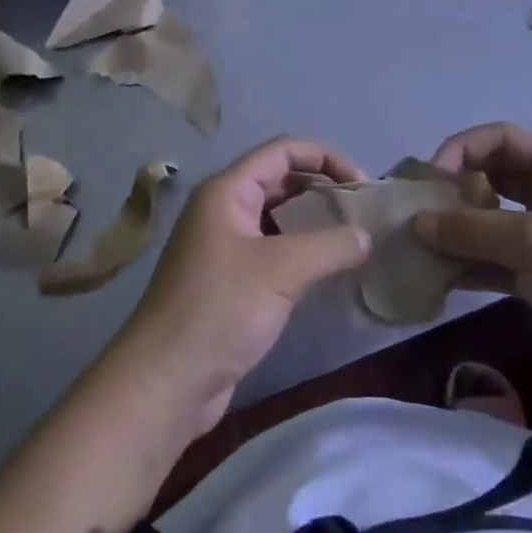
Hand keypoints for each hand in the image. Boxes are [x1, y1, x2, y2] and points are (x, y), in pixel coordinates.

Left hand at [112, 138, 371, 438]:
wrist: (165, 382)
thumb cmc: (219, 310)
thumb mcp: (281, 270)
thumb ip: (330, 246)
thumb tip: (366, 236)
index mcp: (227, 191)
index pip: (282, 151)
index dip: (325, 157)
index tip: (361, 184)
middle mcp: (223, 209)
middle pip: (280, 180)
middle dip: (322, 189)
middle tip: (361, 213)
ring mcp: (224, 246)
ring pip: (277, 218)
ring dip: (313, 222)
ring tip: (352, 239)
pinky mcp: (229, 281)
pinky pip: (272, 251)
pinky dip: (301, 252)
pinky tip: (327, 271)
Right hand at [414, 123, 531, 411]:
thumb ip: (473, 228)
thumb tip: (417, 223)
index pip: (502, 139)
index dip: (462, 149)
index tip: (431, 180)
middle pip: (493, 176)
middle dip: (454, 189)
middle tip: (417, 210)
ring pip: (490, 219)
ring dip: (456, 229)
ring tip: (418, 243)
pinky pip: (494, 257)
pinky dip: (468, 262)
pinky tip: (438, 275)